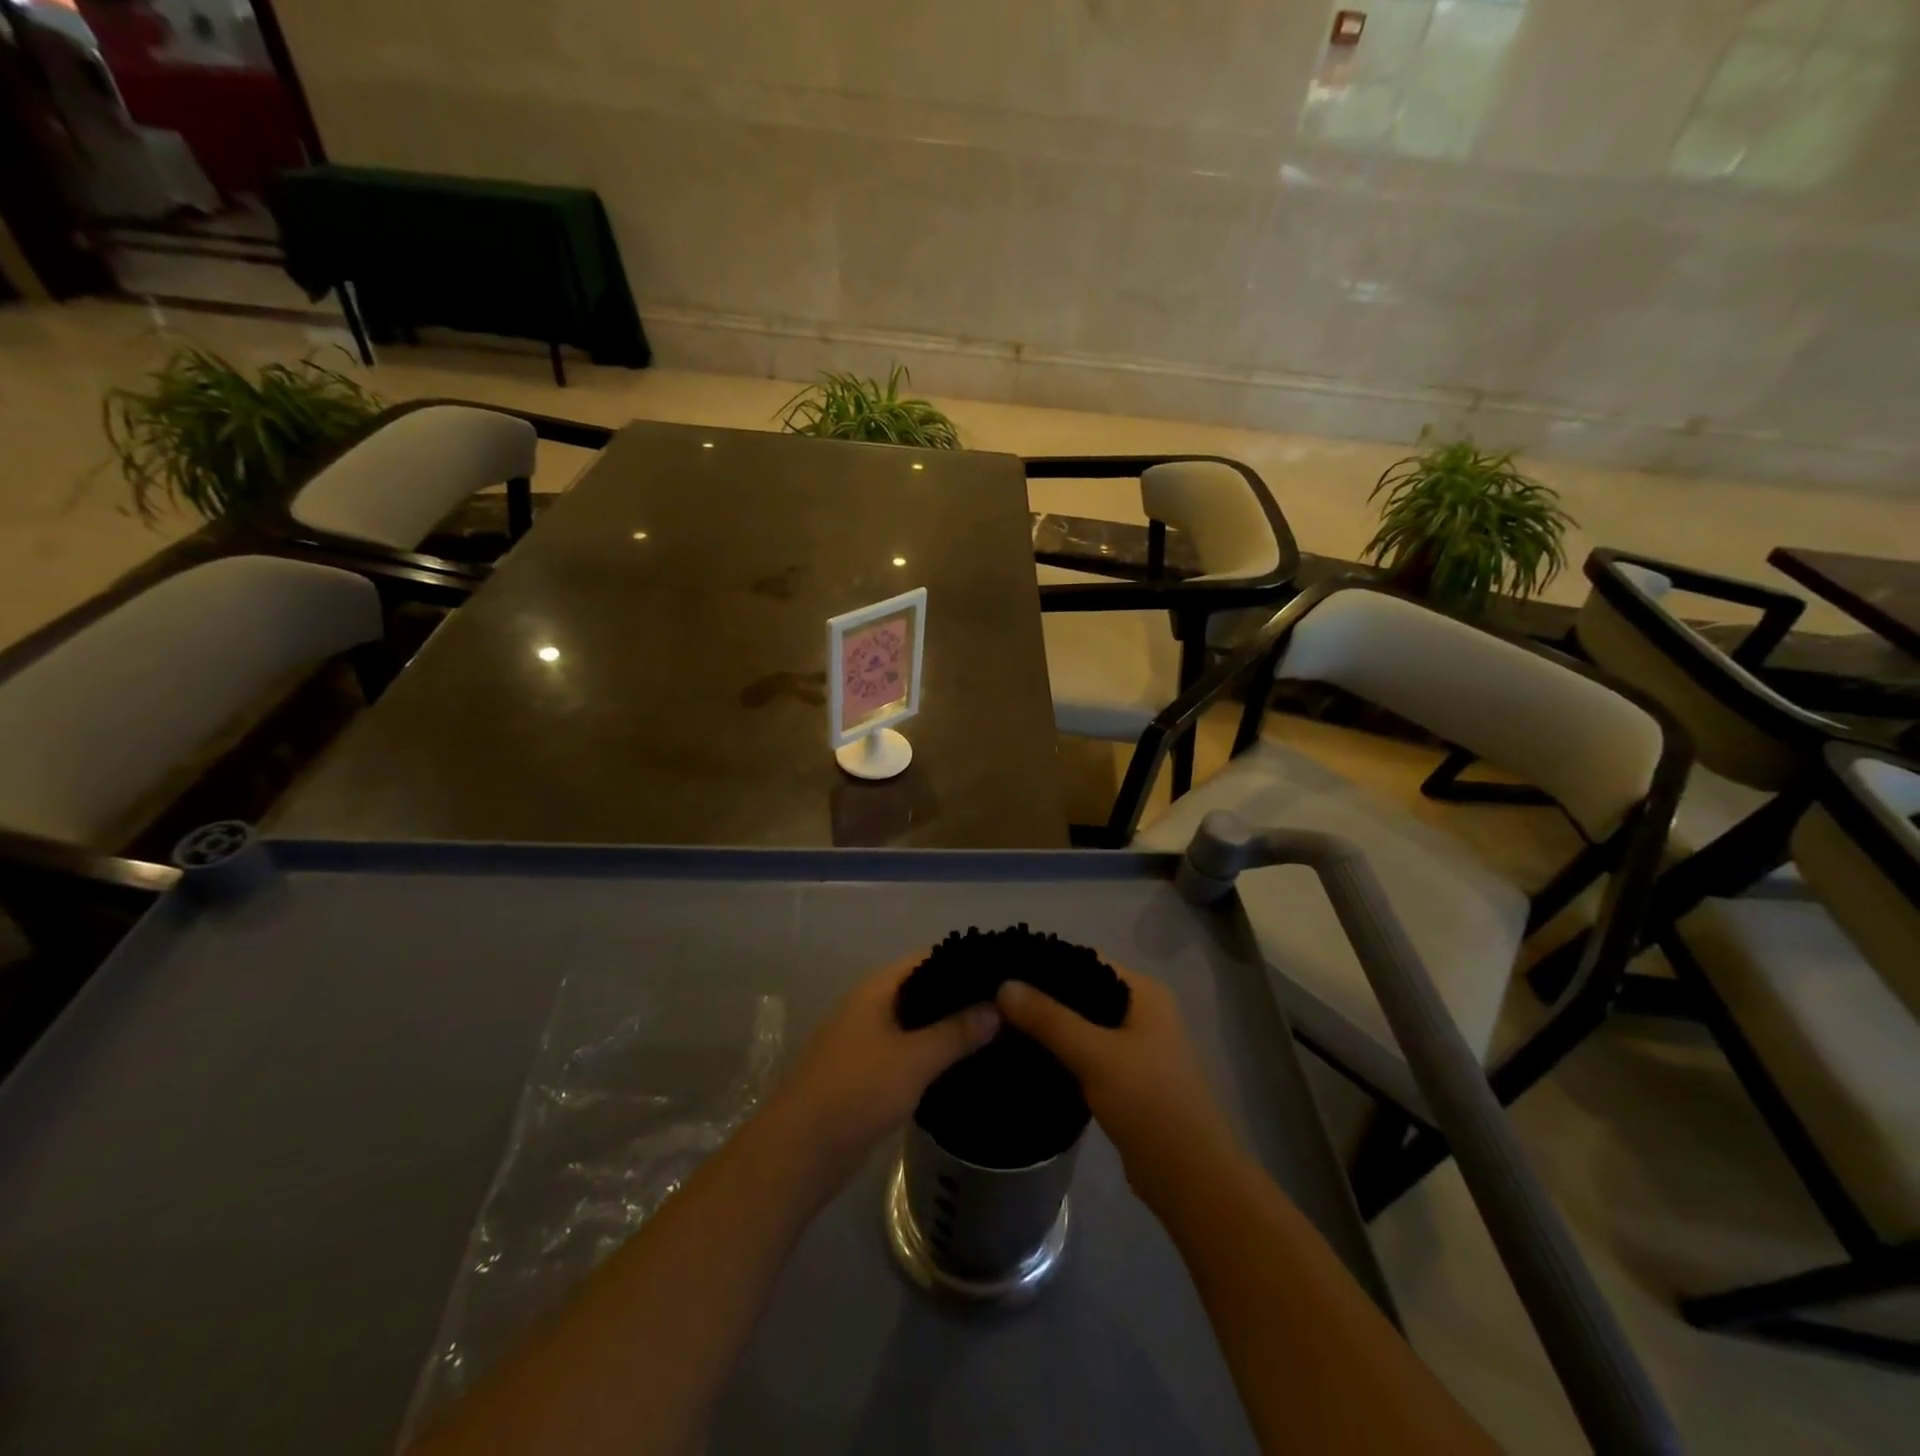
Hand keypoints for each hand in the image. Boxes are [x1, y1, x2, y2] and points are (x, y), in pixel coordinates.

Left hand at [760, 954, 999, 1195]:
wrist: (800, 1152)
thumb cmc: (856, 1092)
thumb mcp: (914, 1060)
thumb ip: (956, 1032)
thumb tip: (998, 1006)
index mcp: (878, 989)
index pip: (929, 958)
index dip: (965, 959)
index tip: (1004, 968)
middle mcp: (872, 1005)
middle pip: (925, 989)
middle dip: (962, 995)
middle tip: (1008, 1003)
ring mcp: (868, 1039)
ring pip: (918, 1022)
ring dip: (950, 1026)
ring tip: (999, 1031)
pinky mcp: (870, 1072)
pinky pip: (910, 1050)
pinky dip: (936, 1052)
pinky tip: (966, 1064)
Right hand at [997, 966, 1238, 1206]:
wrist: (1189, 1177)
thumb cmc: (1148, 1102)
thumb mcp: (1094, 1054)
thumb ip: (1048, 1018)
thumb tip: (1004, 984)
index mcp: (1143, 992)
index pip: (1086, 960)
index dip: (1046, 962)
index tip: (1004, 967)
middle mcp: (1141, 1010)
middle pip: (1082, 991)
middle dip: (1043, 996)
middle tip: (996, 998)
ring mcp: (1135, 1045)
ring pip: (1082, 1024)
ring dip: (1049, 1025)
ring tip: (1002, 1023)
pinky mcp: (1125, 1077)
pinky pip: (1085, 1051)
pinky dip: (1060, 1051)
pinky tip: (1027, 1055)